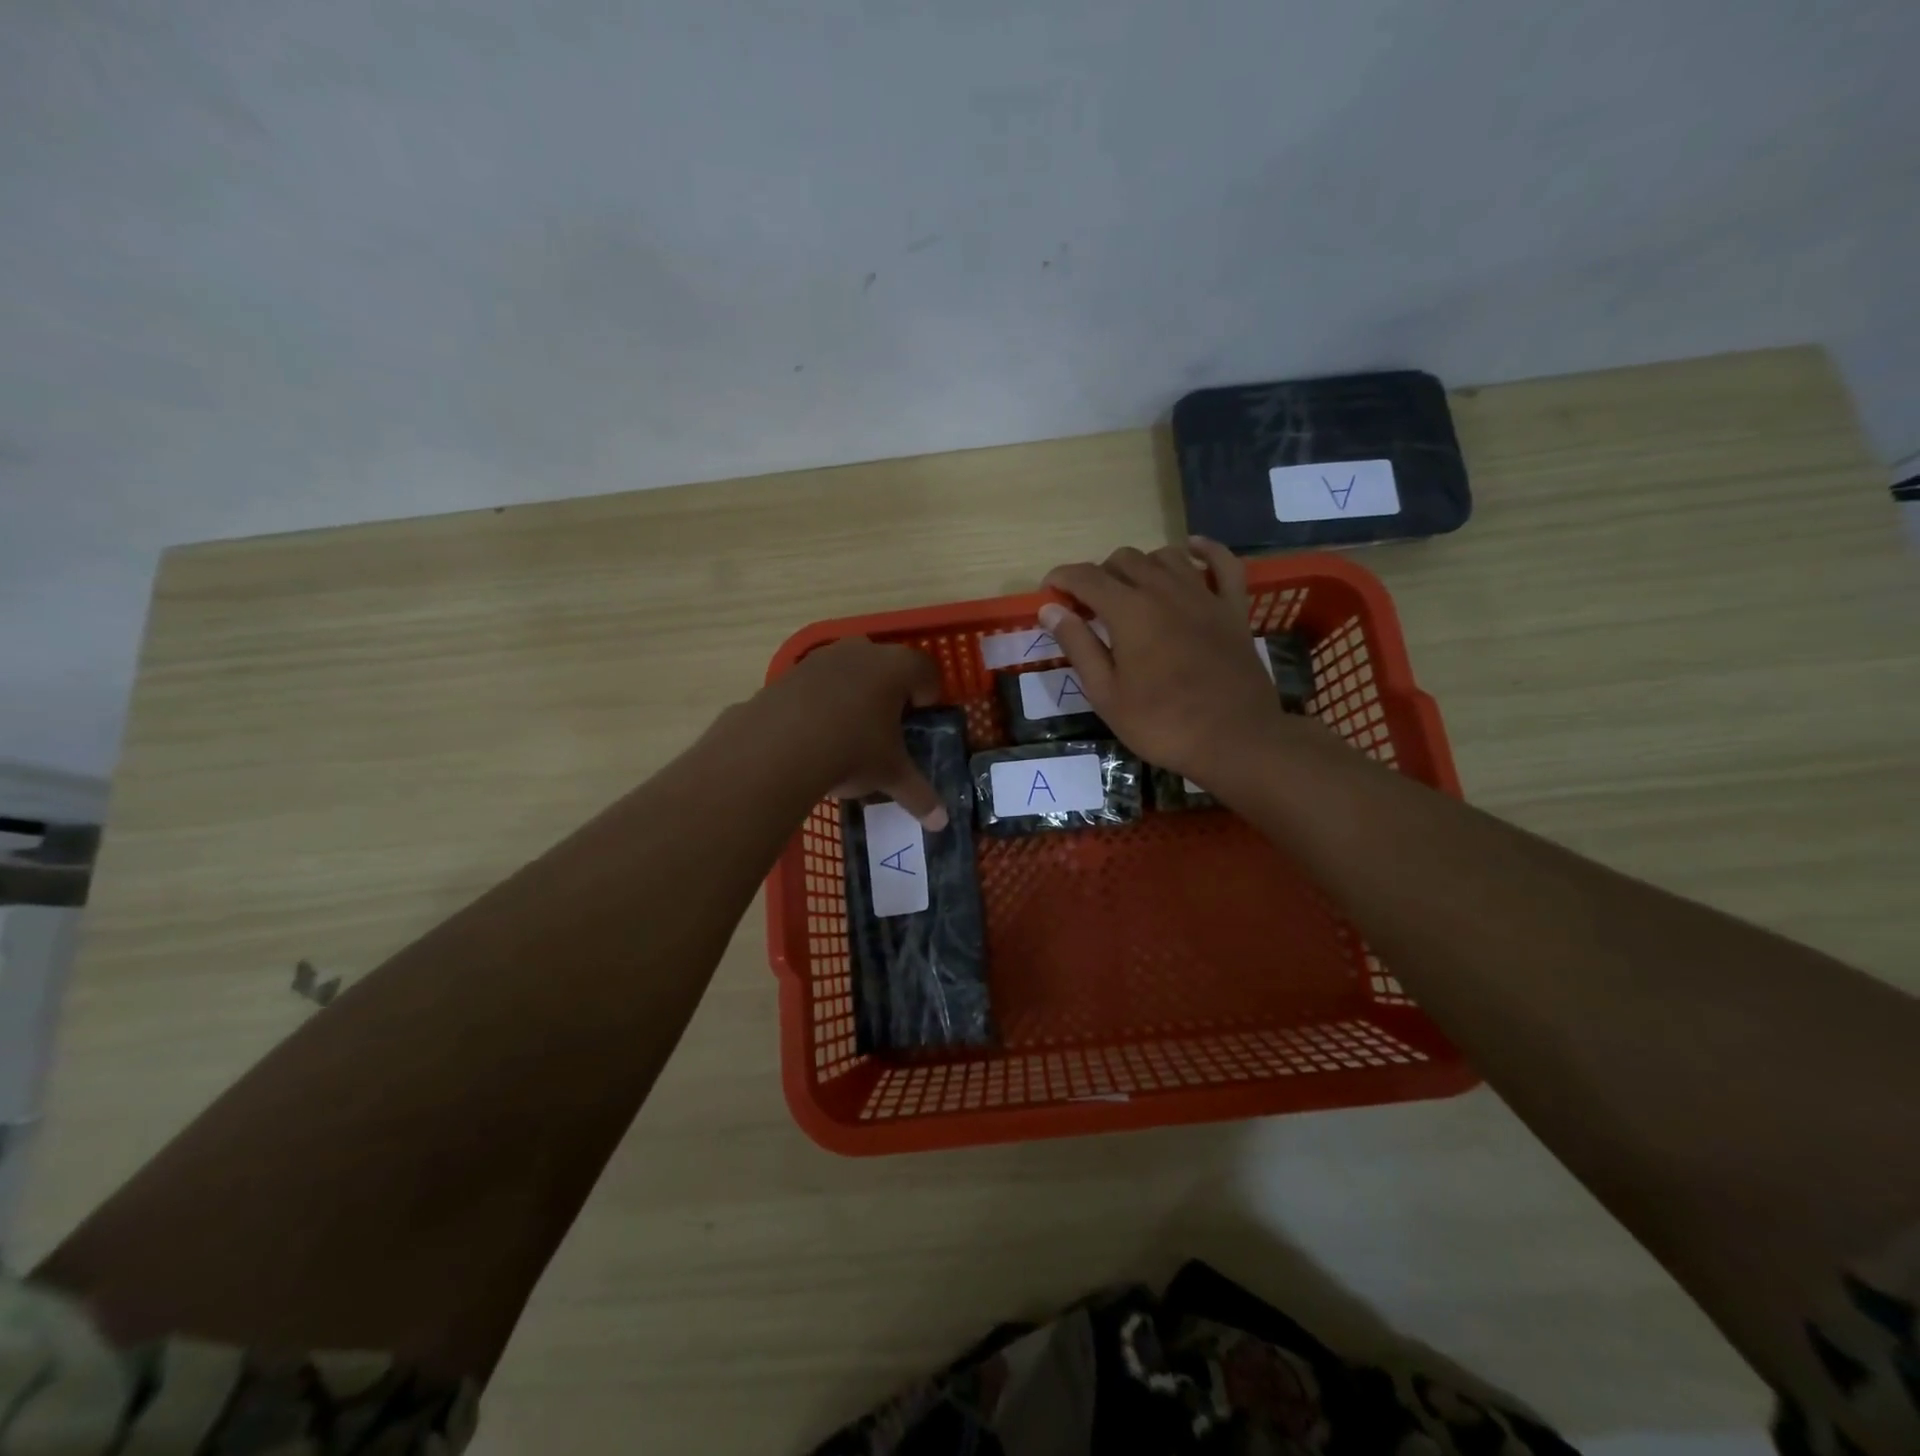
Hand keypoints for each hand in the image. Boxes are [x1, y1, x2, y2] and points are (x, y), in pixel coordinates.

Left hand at [757, 637, 949, 827]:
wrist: (776, 748)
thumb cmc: (852, 752)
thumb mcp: (890, 775)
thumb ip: (919, 795)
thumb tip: (942, 822)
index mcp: (897, 667)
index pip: (926, 672)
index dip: (927, 698)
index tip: (918, 724)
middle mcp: (863, 651)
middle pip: (888, 664)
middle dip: (891, 691)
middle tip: (886, 727)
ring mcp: (823, 657)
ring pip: (850, 669)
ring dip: (854, 692)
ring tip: (848, 730)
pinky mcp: (790, 671)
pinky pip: (816, 682)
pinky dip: (821, 700)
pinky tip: (814, 731)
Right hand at [1040, 539, 1284, 782]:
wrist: (1235, 740)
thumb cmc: (1161, 723)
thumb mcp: (1106, 693)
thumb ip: (1078, 645)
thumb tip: (1049, 609)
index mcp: (1129, 611)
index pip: (1086, 577)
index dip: (1061, 579)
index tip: (1048, 593)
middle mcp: (1164, 590)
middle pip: (1124, 559)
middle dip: (1098, 574)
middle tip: (1088, 606)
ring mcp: (1203, 595)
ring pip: (1166, 556)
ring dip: (1141, 565)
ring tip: (1130, 590)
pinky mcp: (1232, 608)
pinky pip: (1222, 563)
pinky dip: (1204, 550)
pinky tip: (1190, 549)